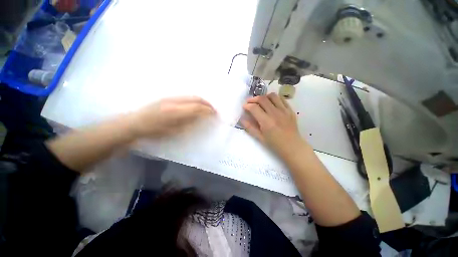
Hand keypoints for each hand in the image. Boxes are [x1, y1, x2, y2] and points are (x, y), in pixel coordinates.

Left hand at [129, 96, 215, 137]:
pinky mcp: (168, 97)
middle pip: (195, 98)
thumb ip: (189, 123)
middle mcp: (174, 101)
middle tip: (213, 109)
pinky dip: (194, 100)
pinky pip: (186, 96)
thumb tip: (201, 118)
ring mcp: (171, 97)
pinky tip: (196, 104)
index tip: (214, 113)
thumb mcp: (173, 131)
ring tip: (207, 106)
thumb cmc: (154, 132)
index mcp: (175, 112)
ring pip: (191, 96)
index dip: (207, 110)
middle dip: (207, 103)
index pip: (197, 108)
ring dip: (201, 100)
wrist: (135, 123)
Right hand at [241, 93, 304, 155]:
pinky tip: (271, 103)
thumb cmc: (274, 144)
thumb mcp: (259, 137)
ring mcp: (284, 110)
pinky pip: (281, 99)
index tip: (244, 107)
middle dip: (253, 99)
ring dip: (264, 97)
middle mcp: (275, 113)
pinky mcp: (290, 110)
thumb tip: (242, 118)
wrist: (292, 146)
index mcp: (266, 122)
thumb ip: (250, 127)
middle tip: (249, 102)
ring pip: (272, 96)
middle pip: (262, 99)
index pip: (254, 108)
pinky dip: (274, 99)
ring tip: (260, 102)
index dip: (247, 106)